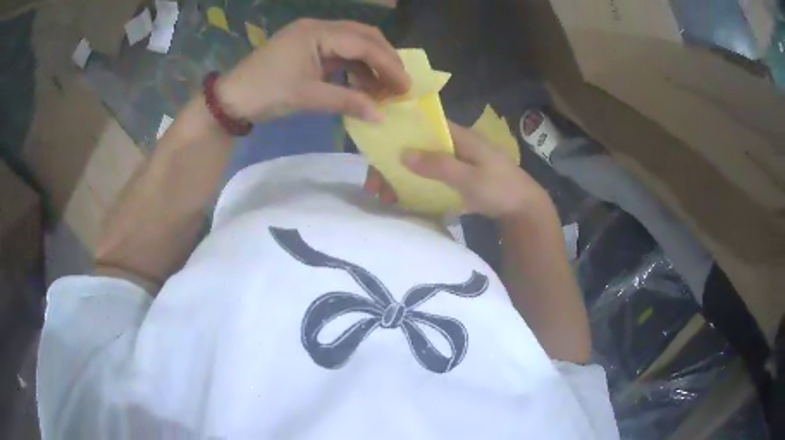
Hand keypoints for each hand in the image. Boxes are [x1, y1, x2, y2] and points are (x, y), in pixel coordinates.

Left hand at [216, 19, 410, 122]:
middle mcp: (318, 28)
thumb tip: (381, 116)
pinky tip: (362, 84)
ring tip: (383, 89)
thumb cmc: (265, 93)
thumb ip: (347, 101)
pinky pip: (340, 53)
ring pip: (353, 44)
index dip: (388, 64)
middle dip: (385, 59)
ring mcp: (313, 36)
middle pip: (363, 36)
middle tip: (399, 84)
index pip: (363, 43)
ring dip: (371, 64)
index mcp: (317, 32)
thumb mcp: (307, 97)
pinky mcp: (309, 48)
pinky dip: (355, 68)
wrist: (231, 99)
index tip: (407, 86)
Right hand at [364, 122, 552, 218]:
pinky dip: (413, 186)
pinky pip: (429, 177)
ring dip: (400, 177)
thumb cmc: (500, 189)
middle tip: (375, 185)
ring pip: (420, 163)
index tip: (377, 152)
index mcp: (458, 136)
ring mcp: (454, 161)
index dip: (398, 134)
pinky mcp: (456, 177)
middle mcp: (453, 144)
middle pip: (416, 147)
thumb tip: (403, 153)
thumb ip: (439, 165)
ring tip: (384, 197)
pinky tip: (401, 199)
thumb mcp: (470, 178)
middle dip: (393, 163)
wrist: (523, 209)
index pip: (422, 126)